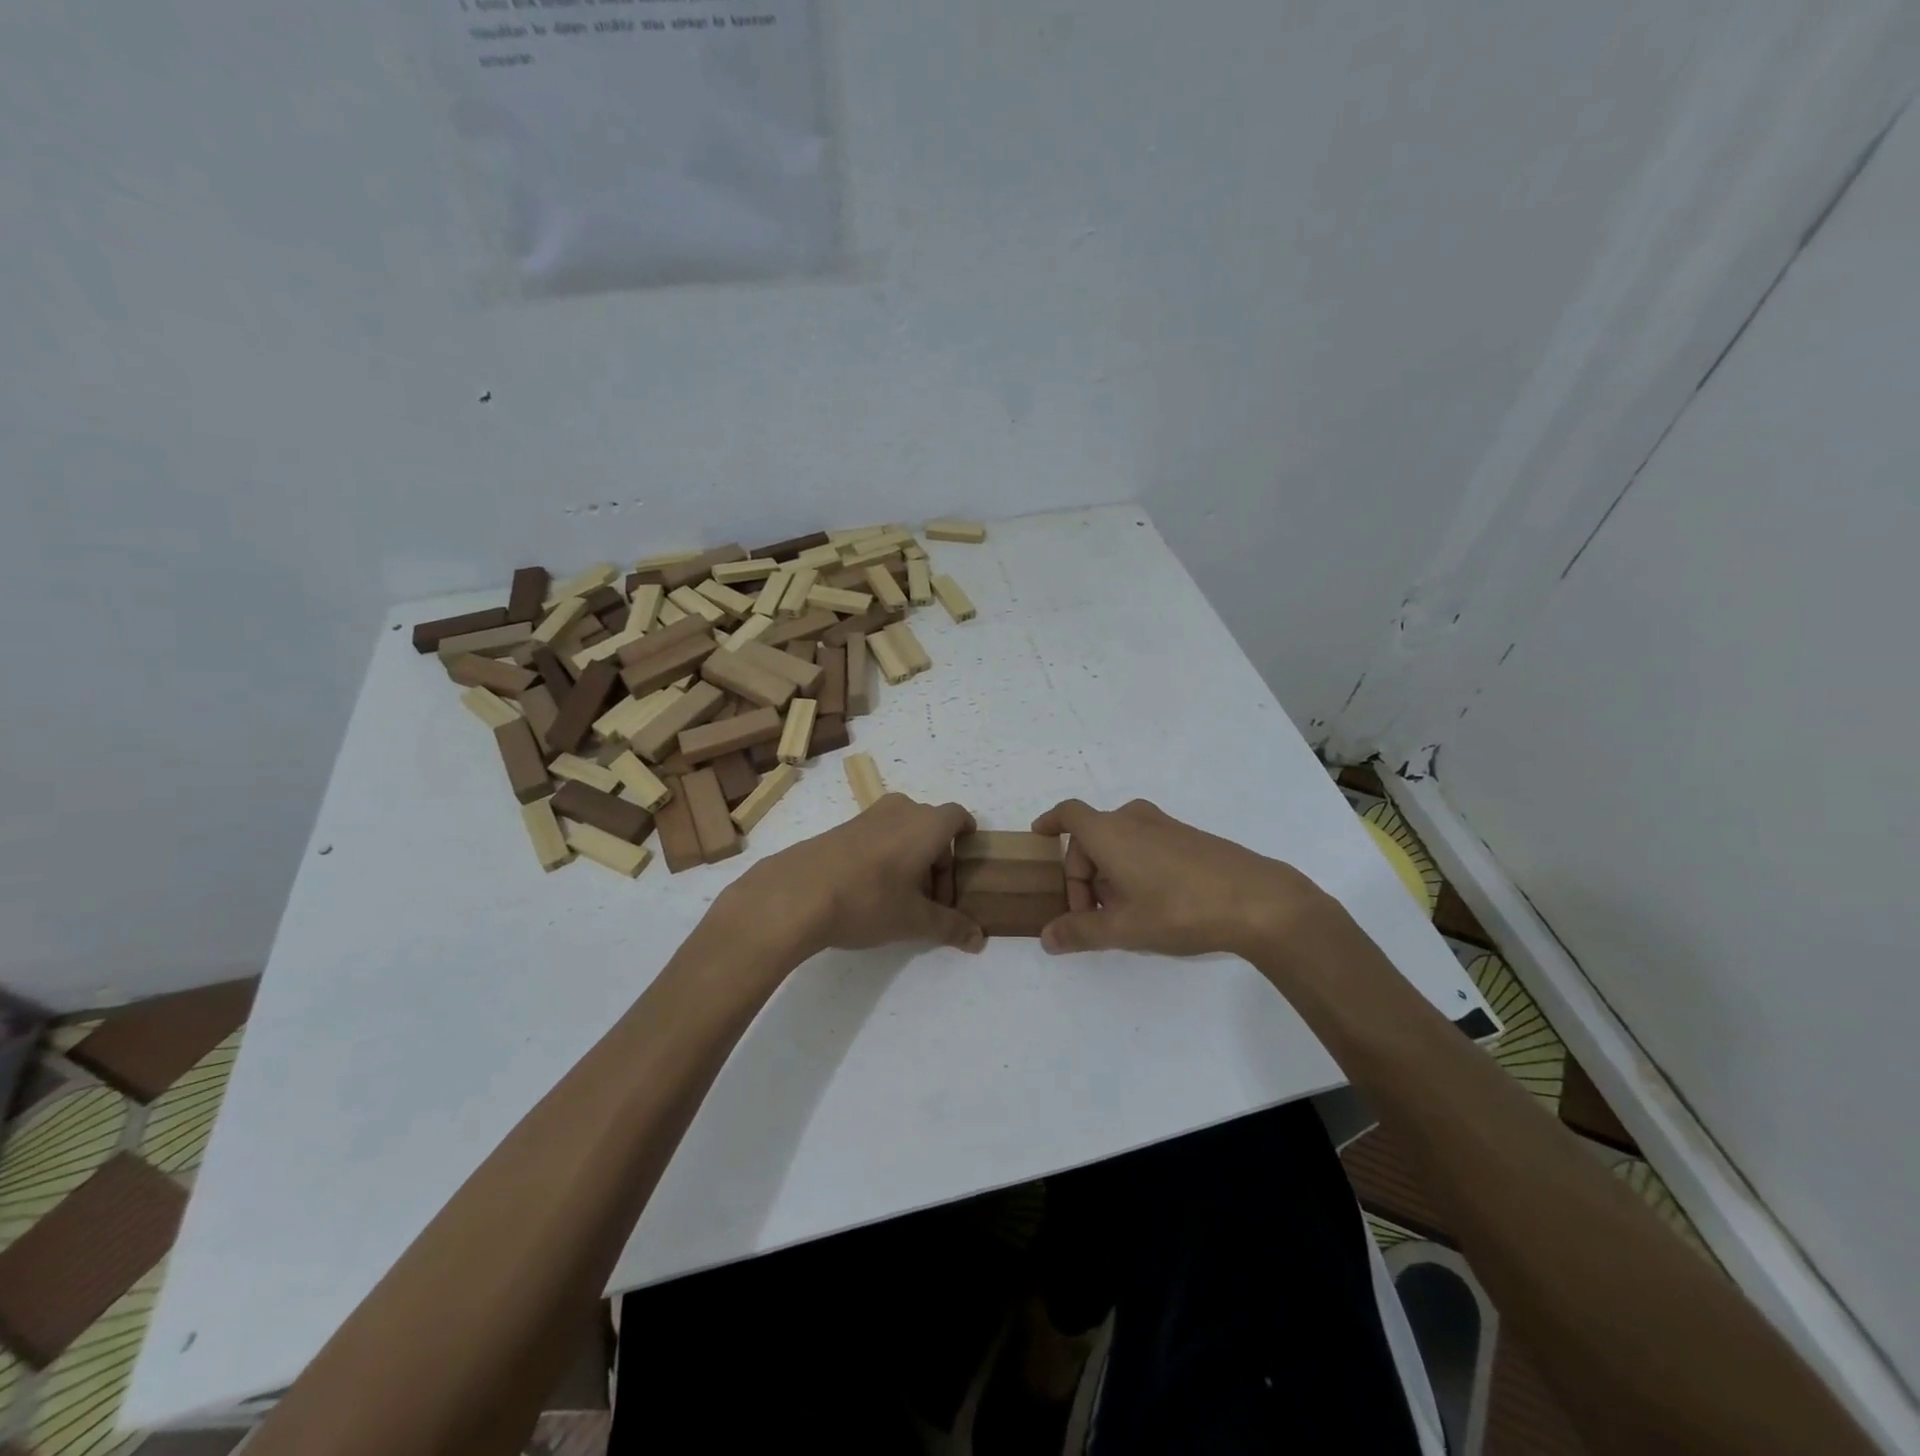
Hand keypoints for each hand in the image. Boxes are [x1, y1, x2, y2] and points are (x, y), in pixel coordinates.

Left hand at [727, 794, 985, 959]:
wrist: (795, 894)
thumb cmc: (868, 900)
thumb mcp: (914, 921)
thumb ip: (950, 927)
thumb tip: (979, 939)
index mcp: (925, 824)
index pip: (958, 817)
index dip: (966, 838)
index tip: (965, 866)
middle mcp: (899, 810)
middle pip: (931, 827)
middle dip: (938, 860)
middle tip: (933, 900)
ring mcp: (866, 817)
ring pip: (902, 830)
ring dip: (911, 859)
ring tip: (902, 898)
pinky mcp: (840, 829)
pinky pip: (877, 836)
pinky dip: (885, 857)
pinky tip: (870, 892)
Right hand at [1031, 798, 1327, 958]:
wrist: (1257, 899)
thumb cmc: (1179, 908)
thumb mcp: (1123, 927)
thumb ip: (1080, 932)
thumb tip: (1046, 938)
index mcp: (1109, 832)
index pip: (1068, 815)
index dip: (1050, 823)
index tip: (1038, 837)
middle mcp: (1133, 819)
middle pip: (1091, 837)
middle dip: (1082, 874)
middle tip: (1090, 915)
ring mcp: (1164, 826)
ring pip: (1119, 842)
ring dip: (1108, 872)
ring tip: (1121, 913)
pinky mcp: (1188, 838)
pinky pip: (1145, 845)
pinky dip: (1133, 867)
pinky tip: (1153, 904)